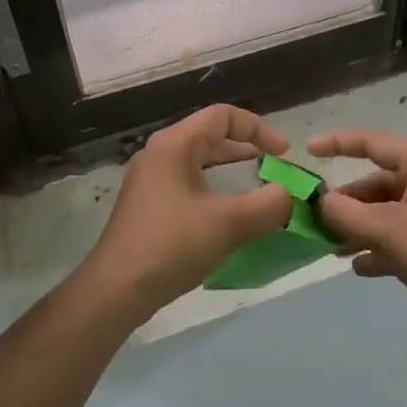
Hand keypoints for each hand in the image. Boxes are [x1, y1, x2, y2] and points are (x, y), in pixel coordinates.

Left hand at [82, 105, 294, 322]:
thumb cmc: (172, 245)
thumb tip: (289, 196)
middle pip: (211, 138)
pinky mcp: (148, 207)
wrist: (116, 290)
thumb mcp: (229, 223)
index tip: (283, 156)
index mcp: (174, 144)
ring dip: (232, 175)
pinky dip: (215, 193)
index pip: (223, 116)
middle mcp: (159, 154)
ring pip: (200, 164)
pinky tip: (229, 220)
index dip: (259, 129)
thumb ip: (269, 205)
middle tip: (274, 174)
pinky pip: (189, 186)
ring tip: (258, 195)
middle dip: (247, 153)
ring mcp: (150, 181)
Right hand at [310, 128, 406, 334]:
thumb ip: (345, 213)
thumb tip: (323, 203)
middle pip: (383, 183)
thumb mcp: (385, 230)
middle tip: (321, 221)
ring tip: (336, 249)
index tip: (309, 150)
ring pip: (395, 211)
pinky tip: (362, 267)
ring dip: (363, 227)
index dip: (338, 143)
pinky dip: (385, 245)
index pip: (375, 143)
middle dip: (350, 203)